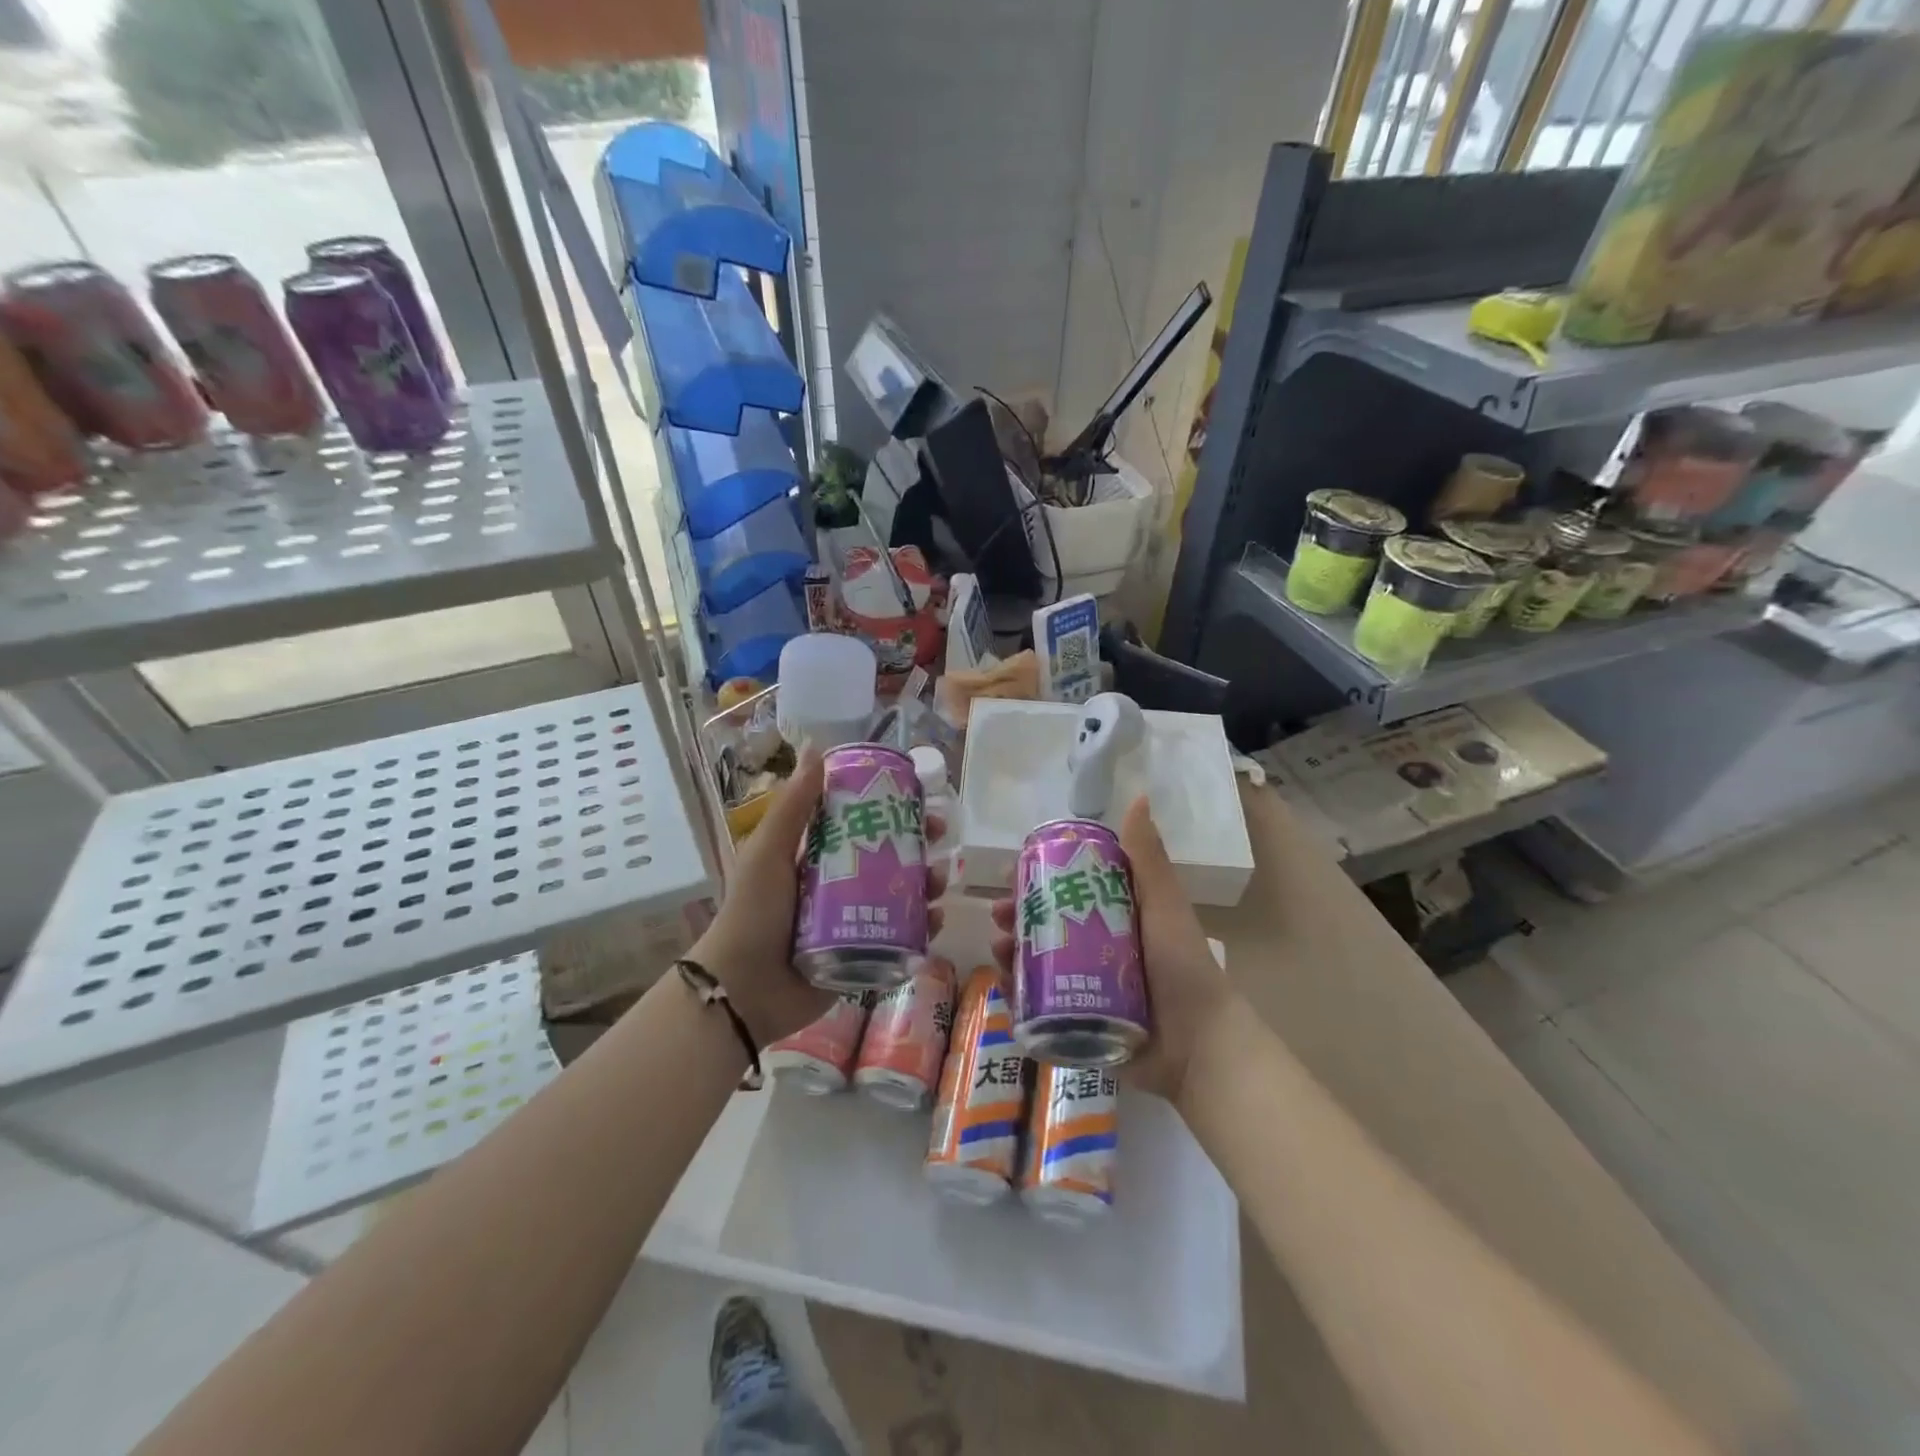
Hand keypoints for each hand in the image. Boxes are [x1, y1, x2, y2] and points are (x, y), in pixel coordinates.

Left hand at [688, 747, 946, 1047]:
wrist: (743, 990)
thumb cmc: (754, 913)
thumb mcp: (769, 852)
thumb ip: (793, 806)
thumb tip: (816, 748)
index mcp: (818, 856)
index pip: (863, 823)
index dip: (892, 808)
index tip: (917, 797)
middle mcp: (841, 884)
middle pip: (890, 856)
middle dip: (919, 844)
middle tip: (939, 836)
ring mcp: (856, 921)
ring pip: (903, 895)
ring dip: (928, 883)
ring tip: (940, 880)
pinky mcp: (866, 954)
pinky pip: (903, 936)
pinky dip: (923, 927)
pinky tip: (934, 919)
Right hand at [990, 794, 1233, 1106]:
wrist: (1200, 1047)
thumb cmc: (1183, 967)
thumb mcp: (1163, 906)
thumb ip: (1148, 859)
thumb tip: (1137, 797)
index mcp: (1115, 919)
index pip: (1067, 892)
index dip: (1038, 881)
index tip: (1014, 873)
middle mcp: (1096, 950)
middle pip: (1045, 927)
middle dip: (1018, 917)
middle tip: (1000, 915)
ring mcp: (1084, 989)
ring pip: (1035, 965)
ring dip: (1011, 952)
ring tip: (999, 948)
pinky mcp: (1076, 1024)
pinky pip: (1038, 1007)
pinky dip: (1016, 995)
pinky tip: (1002, 983)